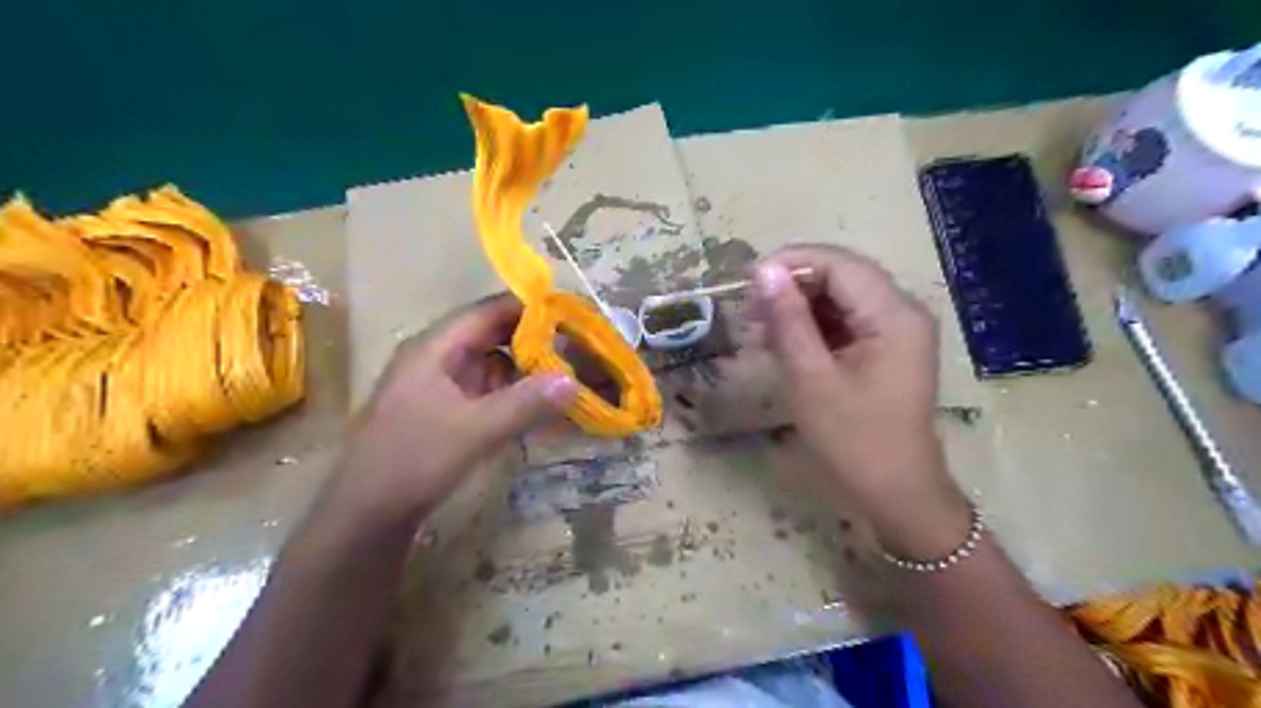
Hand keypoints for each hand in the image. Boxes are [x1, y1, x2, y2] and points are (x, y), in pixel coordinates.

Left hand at [324, 292, 579, 525]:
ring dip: (524, 369)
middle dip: (532, 340)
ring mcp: (438, 387)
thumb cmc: (413, 461)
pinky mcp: (444, 413)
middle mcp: (436, 359)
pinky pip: (486, 392)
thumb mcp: (475, 430)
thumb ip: (525, 404)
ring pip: (490, 365)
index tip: (569, 314)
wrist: (364, 517)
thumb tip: (572, 381)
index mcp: (434, 348)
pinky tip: (537, 406)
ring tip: (565, 375)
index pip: (487, 311)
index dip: (527, 308)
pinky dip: (512, 394)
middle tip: (576, 347)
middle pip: (491, 336)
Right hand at [754, 246, 968, 554]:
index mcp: (894, 315)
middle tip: (748, 308)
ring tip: (758, 327)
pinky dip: (812, 326)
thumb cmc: (853, 440)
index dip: (790, 263)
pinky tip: (782, 341)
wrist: (895, 494)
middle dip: (792, 285)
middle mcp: (902, 311)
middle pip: (841, 276)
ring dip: (798, 306)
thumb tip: (763, 271)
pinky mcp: (886, 348)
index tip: (745, 280)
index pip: (839, 264)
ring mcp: (896, 330)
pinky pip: (845, 321)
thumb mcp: (811, 378)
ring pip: (840, 297)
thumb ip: (787, 320)